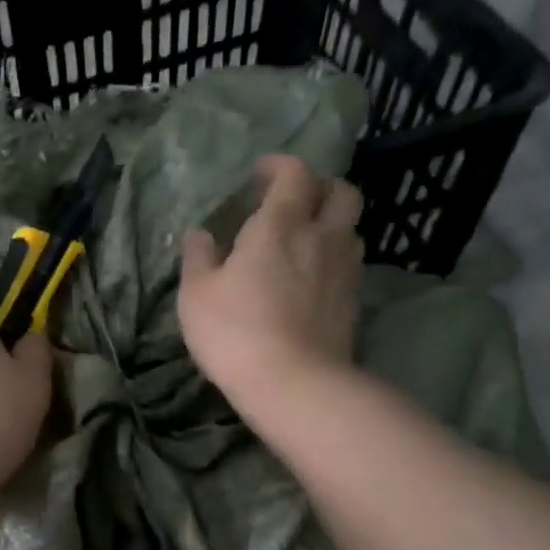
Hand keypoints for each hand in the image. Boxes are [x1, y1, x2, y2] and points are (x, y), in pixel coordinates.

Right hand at [178, 155, 363, 410]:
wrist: (293, 383)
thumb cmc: (235, 331)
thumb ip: (198, 256)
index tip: (260, 175)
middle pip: (340, 192)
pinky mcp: (353, 301)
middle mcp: (321, 236)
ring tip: (303, 242)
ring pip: (350, 228)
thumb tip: (200, 234)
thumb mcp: (196, 293)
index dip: (279, 167)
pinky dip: (332, 258)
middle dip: (318, 188)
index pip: (295, 173)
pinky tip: (311, 279)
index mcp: (281, 224)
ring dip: (330, 224)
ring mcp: (344, 269)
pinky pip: (349, 263)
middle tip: (292, 203)